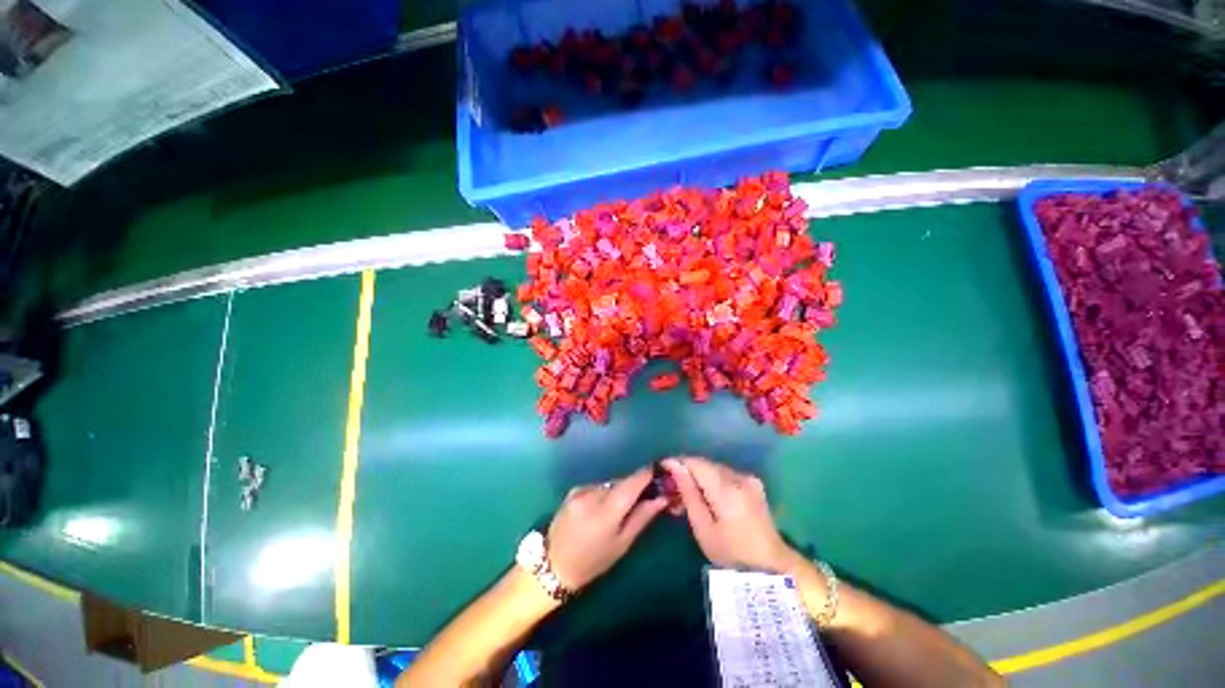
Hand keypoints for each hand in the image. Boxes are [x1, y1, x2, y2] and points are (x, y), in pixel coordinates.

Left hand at [547, 466, 668, 590]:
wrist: (554, 564)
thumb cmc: (593, 561)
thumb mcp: (622, 544)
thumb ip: (642, 517)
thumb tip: (661, 498)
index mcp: (606, 512)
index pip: (631, 484)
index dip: (646, 474)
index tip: (658, 470)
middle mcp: (592, 494)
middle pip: (620, 482)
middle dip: (633, 486)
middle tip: (644, 495)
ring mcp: (580, 490)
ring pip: (609, 484)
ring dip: (618, 490)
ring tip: (619, 508)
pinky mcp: (573, 490)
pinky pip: (597, 486)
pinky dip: (603, 493)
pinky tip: (600, 508)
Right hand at [663, 456, 791, 571]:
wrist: (771, 566)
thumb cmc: (732, 554)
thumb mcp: (703, 528)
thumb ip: (688, 494)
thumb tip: (674, 466)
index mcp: (727, 489)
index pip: (696, 463)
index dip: (677, 463)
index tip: (662, 470)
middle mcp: (739, 476)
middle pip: (705, 464)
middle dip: (687, 472)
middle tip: (671, 488)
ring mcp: (748, 478)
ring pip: (714, 468)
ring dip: (699, 476)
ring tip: (686, 495)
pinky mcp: (752, 483)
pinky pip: (725, 474)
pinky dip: (712, 481)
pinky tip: (705, 496)